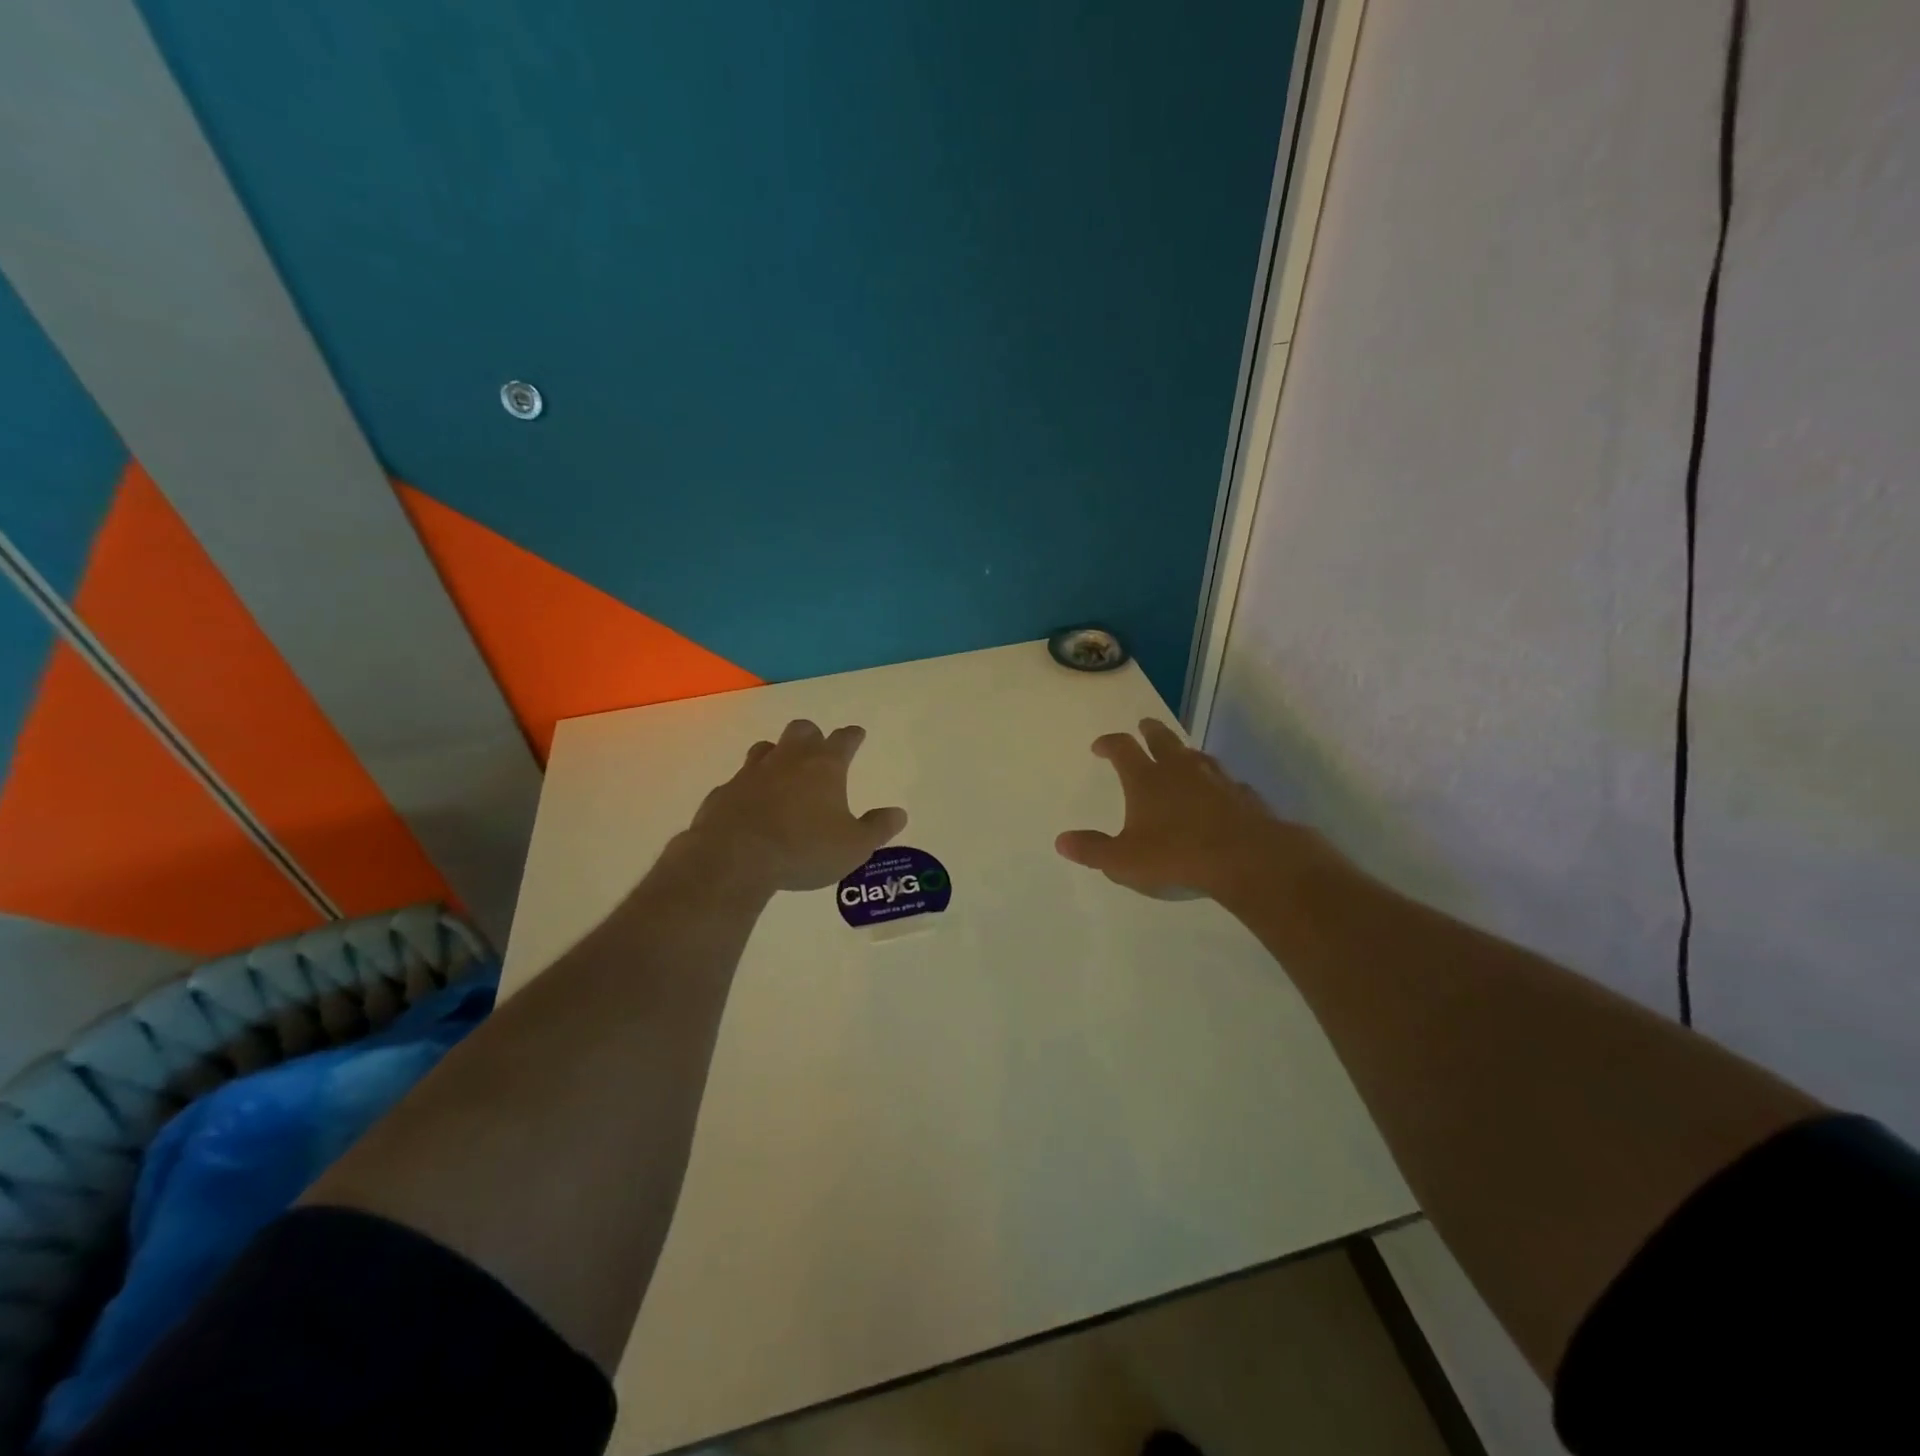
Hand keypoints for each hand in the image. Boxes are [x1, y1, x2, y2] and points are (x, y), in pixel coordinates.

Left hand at [683, 720, 907, 892]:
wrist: (735, 858)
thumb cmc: (804, 849)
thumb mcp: (854, 847)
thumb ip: (877, 828)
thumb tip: (899, 814)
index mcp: (824, 767)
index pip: (844, 740)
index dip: (853, 736)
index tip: (857, 734)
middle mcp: (788, 759)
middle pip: (802, 731)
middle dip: (813, 736)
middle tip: (819, 749)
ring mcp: (752, 772)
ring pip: (767, 748)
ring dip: (778, 754)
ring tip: (784, 771)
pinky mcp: (725, 792)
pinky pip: (740, 779)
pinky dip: (750, 786)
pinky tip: (752, 803)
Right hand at [1056, 719, 1314, 901]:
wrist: (1246, 859)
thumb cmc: (1176, 857)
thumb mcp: (1123, 861)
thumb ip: (1092, 850)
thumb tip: (1061, 841)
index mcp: (1146, 779)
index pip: (1122, 748)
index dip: (1109, 743)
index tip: (1100, 746)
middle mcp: (1179, 770)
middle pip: (1162, 738)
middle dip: (1150, 731)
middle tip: (1144, 727)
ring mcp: (1216, 779)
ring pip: (1197, 755)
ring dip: (1185, 753)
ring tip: (1181, 757)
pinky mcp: (1243, 795)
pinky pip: (1226, 781)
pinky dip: (1217, 783)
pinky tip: (1219, 794)